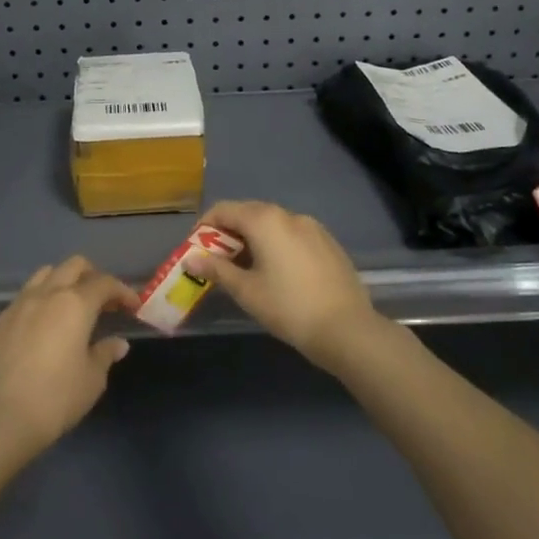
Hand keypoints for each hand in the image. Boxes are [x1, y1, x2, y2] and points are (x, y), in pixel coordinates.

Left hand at [0, 256, 133, 462]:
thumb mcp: (91, 380)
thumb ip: (105, 354)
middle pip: (73, 266)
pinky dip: (41, 301)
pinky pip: (25, 297)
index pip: (104, 283)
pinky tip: (43, 326)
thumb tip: (117, 343)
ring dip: (64, 282)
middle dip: (93, 276)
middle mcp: (46, 294)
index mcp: (75, 304)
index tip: (133, 306)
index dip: (122, 291)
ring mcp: (18, 305)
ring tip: (72, 307)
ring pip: (45, 274)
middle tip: (103, 301)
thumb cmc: (55, 398)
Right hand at [188, 200, 380, 371]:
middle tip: (217, 260)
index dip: (205, 226)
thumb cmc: (289, 307)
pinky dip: (277, 244)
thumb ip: (217, 270)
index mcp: (265, 220)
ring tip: (245, 268)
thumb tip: (191, 259)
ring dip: (253, 238)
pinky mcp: (328, 243)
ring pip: (273, 224)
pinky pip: (293, 235)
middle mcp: (289, 215)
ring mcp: (313, 227)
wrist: (347, 329)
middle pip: (249, 213)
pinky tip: (277, 272)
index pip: (224, 210)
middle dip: (229, 232)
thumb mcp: (246, 291)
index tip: (196, 249)